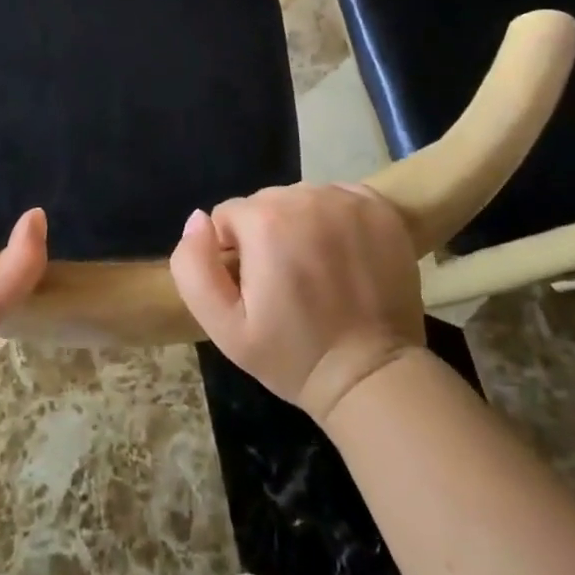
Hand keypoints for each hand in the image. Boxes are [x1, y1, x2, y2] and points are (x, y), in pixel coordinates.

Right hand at [170, 184, 426, 425]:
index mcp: (266, 221)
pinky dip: (335, 219)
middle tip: (286, 283)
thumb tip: (198, 220)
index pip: (228, 216)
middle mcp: (306, 197)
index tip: (255, 287)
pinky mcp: (381, 209)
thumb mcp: (224, 326)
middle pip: (265, 203)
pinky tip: (343, 255)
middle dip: (266, 235)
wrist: (372, 377)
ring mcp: (348, 201)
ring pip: (301, 199)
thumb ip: (193, 267)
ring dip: (300, 225)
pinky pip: (338, 198)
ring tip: (316, 271)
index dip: (233, 253)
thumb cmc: (293, 354)